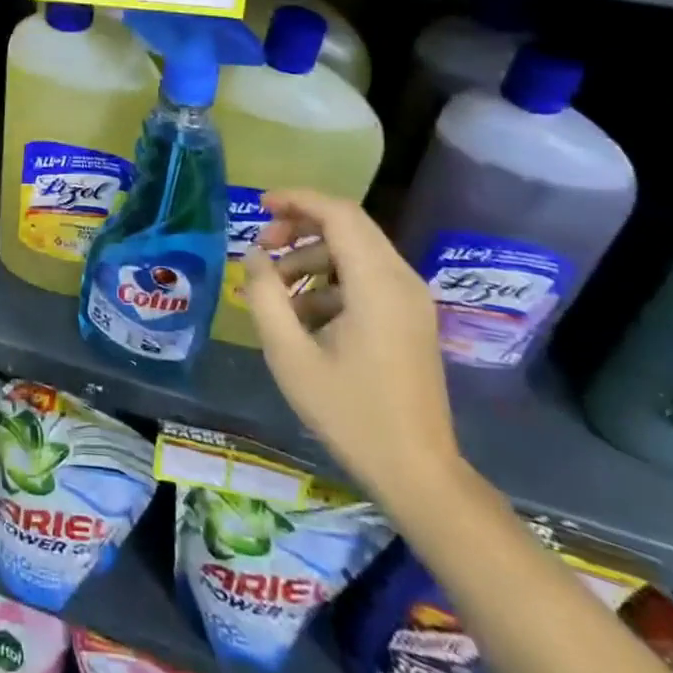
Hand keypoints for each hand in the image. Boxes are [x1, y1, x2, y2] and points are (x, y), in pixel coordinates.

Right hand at [240, 189, 464, 507]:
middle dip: (300, 226)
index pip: (338, 213)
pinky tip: (304, 315)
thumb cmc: (350, 413)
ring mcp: (411, 300)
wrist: (418, 473)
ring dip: (312, 256)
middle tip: (262, 246)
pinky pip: (366, 277)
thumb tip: (254, 254)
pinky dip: (331, 280)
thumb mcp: (290, 355)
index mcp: (377, 284)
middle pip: (349, 225)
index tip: (259, 205)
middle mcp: (402, 280)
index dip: (297, 200)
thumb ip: (265, 295)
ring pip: (356, 250)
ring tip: (276, 289)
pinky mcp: (410, 318)